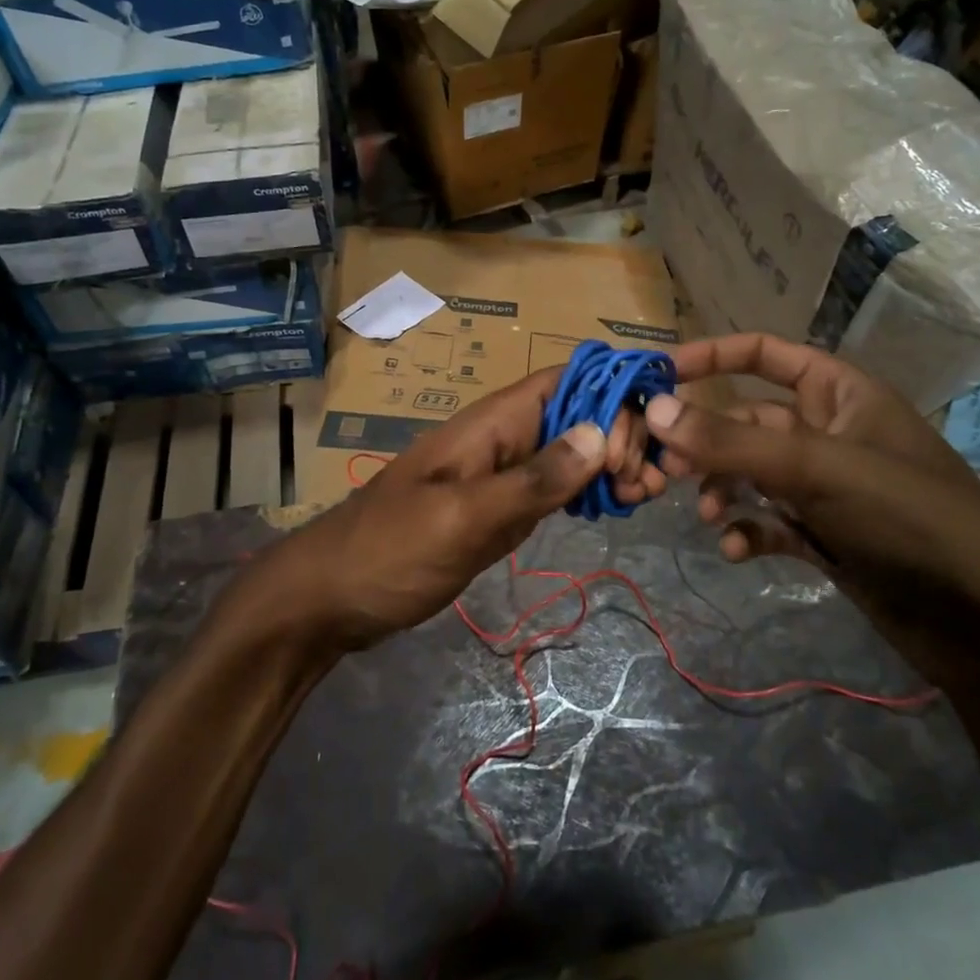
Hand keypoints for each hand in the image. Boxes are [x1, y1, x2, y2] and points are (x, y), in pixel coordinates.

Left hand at [254, 367, 666, 649]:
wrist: (329, 598)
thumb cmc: (388, 551)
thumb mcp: (461, 518)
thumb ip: (530, 481)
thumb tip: (599, 433)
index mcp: (488, 425)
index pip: (561, 381)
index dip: (610, 391)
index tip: (650, 431)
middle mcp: (499, 440)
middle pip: (573, 414)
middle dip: (619, 432)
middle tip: (649, 481)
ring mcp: (498, 477)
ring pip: (568, 452)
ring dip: (610, 463)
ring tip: (646, 495)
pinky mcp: (496, 511)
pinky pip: (552, 489)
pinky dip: (586, 493)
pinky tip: (614, 508)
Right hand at [643, 333, 979, 683]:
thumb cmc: (909, 518)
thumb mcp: (816, 469)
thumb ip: (731, 441)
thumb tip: (653, 409)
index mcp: (841, 393)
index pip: (765, 354)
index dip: (711, 356)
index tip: (656, 376)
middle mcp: (829, 432)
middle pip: (746, 420)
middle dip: (705, 441)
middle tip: (664, 466)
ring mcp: (825, 487)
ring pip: (750, 473)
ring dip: (721, 489)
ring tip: (707, 515)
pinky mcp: (823, 535)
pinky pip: (767, 520)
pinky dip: (746, 532)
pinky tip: (737, 552)